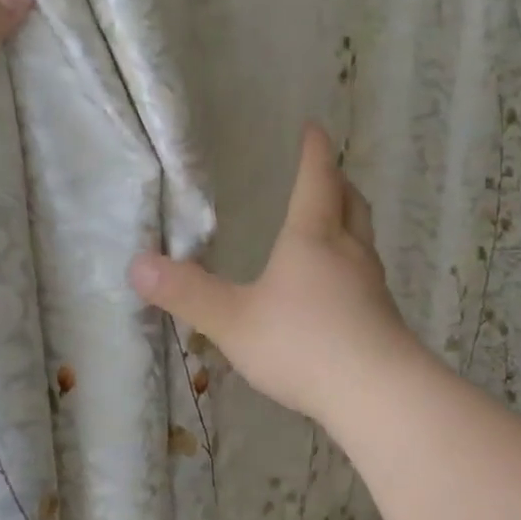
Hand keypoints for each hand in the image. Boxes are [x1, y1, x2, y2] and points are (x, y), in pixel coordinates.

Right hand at [129, 124, 421, 424]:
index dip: (314, 152)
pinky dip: (354, 264)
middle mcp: (349, 252)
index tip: (315, 128)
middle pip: (351, 203)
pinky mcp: (384, 317)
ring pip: (364, 239)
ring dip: (350, 222)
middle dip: (338, 183)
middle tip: (329, 172)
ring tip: (335, 224)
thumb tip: (136, 264)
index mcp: (313, 238)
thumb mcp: (233, 321)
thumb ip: (188, 294)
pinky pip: (368, 276)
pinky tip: (341, 288)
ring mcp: (372, 285)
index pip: (317, 180)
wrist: (376, 391)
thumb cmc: (302, 344)